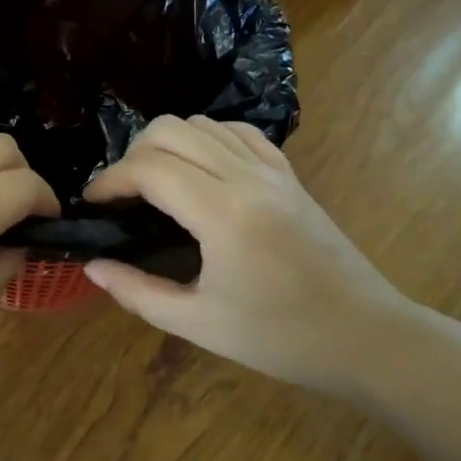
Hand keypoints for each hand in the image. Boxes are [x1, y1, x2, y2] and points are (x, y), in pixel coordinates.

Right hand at [83, 115, 414, 394]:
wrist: (367, 336)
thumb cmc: (281, 338)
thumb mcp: (200, 323)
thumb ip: (138, 292)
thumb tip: (93, 266)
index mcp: (223, 213)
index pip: (149, 167)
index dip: (110, 180)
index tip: (93, 204)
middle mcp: (246, 176)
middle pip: (169, 129)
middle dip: (133, 155)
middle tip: (123, 194)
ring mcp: (272, 169)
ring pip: (201, 122)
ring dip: (167, 143)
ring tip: (155, 182)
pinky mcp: (289, 173)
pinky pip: (237, 132)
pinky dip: (206, 138)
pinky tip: (199, 169)